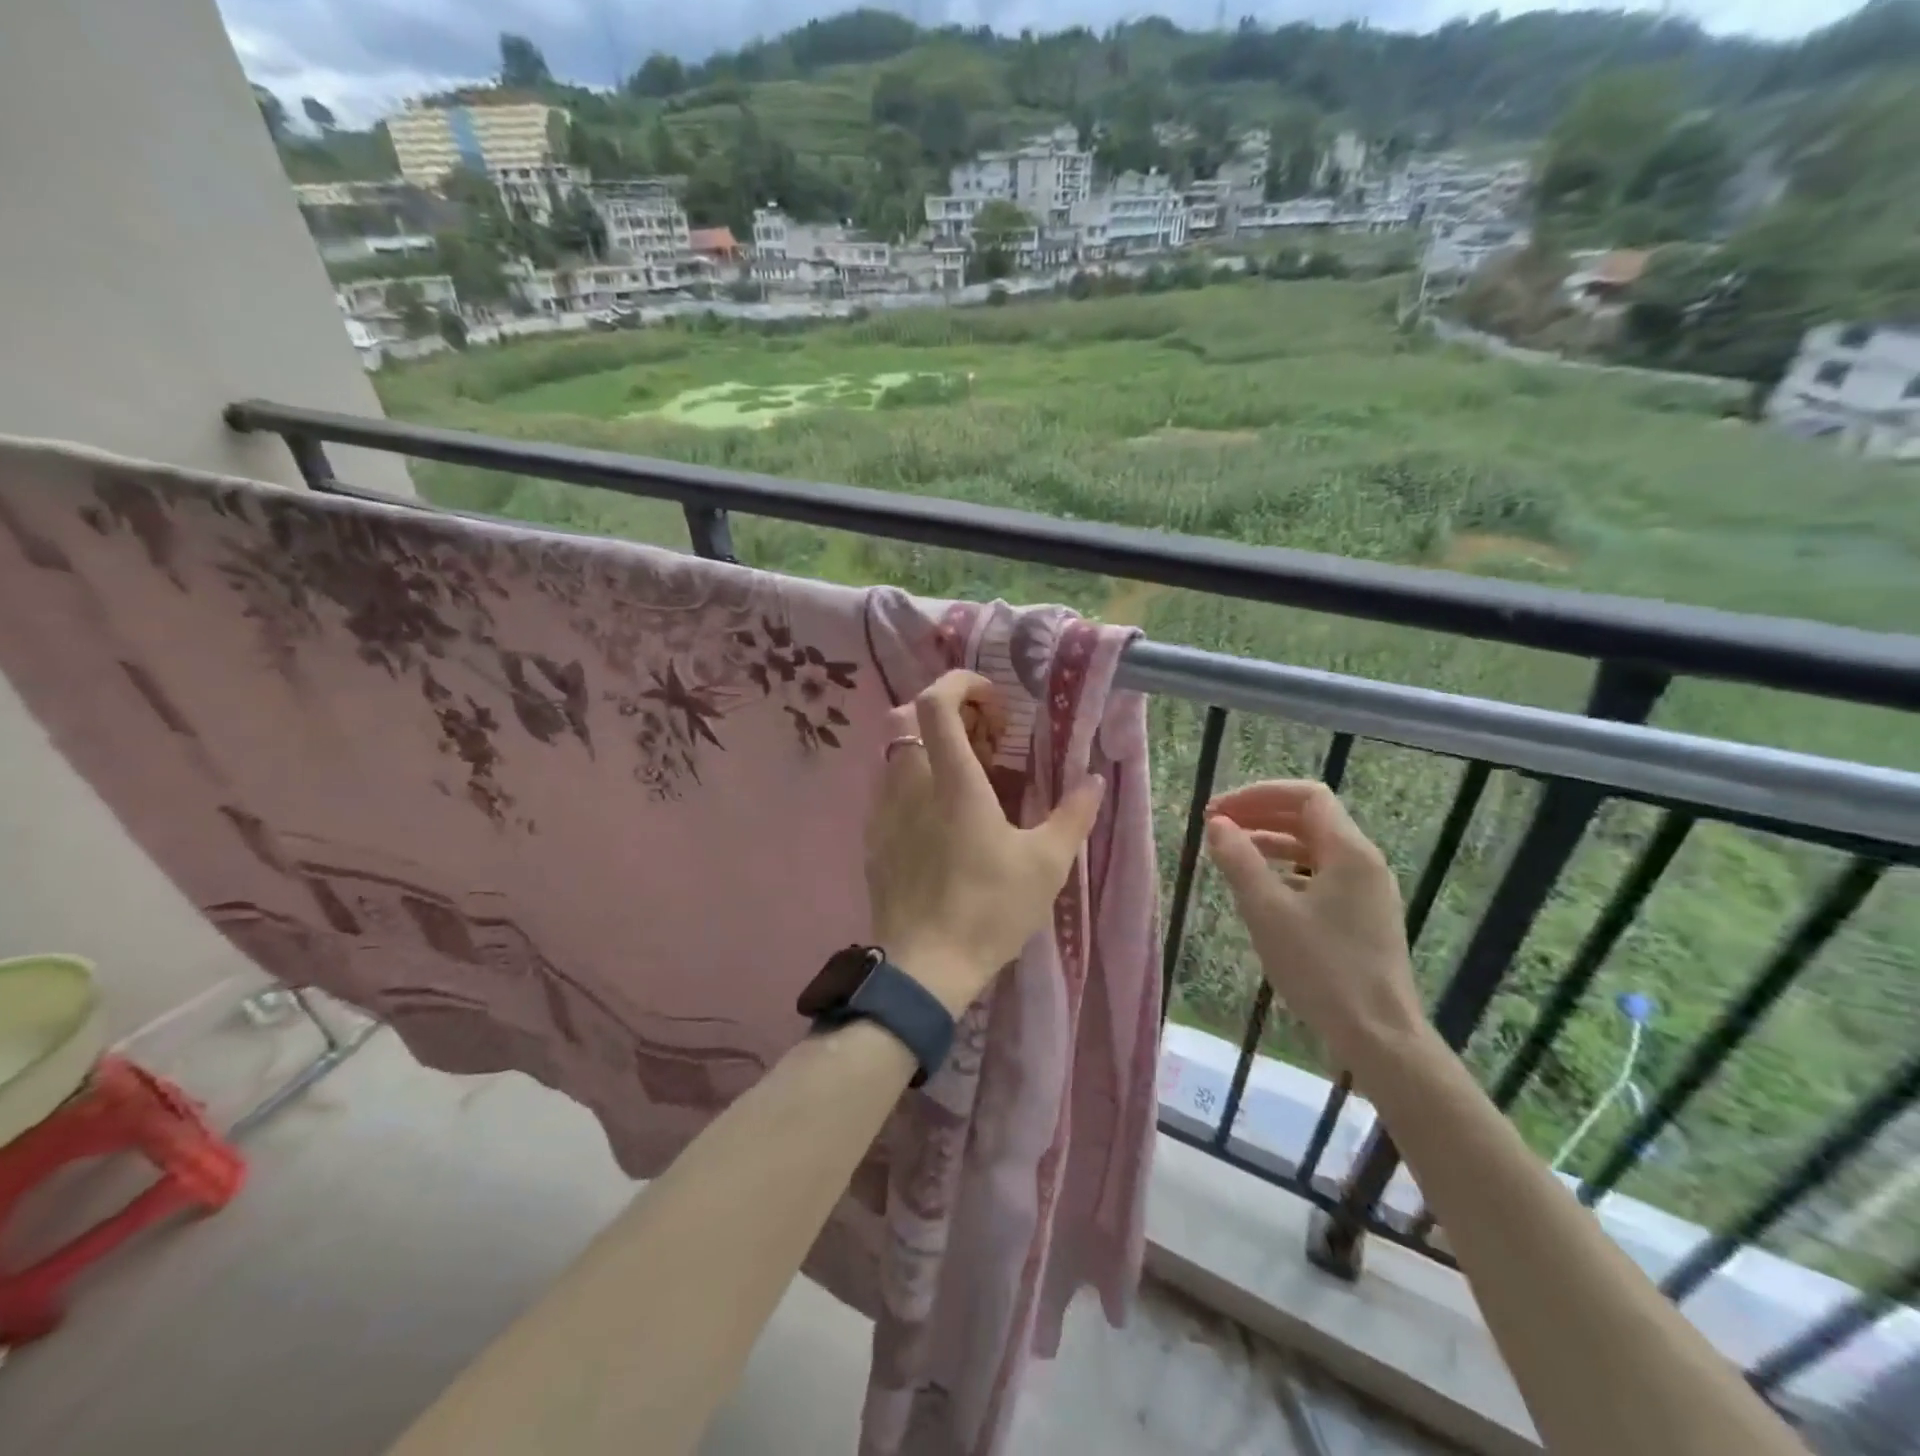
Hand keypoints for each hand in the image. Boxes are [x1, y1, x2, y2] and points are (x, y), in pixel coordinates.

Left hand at [866, 671, 1105, 1016]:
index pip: (935, 703)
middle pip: (910, 719)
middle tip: (986, 742)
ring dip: (930, 749)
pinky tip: (939, 819)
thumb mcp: (1047, 864)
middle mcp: (910, 785)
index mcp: (953, 781)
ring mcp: (884, 811)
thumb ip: (1073, 815)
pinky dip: (913, 783)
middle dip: (950, 716)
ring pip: (898, 754)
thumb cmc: (990, 910)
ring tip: (965, 781)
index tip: (992, 701)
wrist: (925, 968)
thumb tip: (1094, 780)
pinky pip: (888, 790)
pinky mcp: (873, 839)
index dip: (960, 684)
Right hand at [1204, 780, 1425, 1076]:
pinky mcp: (1363, 916)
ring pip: (1315, 846)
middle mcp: (1364, 862)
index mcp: (1349, 851)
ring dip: (1271, 840)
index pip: (1305, 796)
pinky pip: (1321, 873)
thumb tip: (1217, 824)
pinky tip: (1262, 887)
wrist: (1378, 1035)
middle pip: (1310, 817)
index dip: (1257, 794)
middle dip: (1261, 814)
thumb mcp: (1267, 910)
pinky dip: (1287, 868)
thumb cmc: (1321, 968)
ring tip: (1232, 851)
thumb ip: (1239, 860)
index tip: (1218, 811)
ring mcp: (1367, 890)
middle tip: (1217, 825)